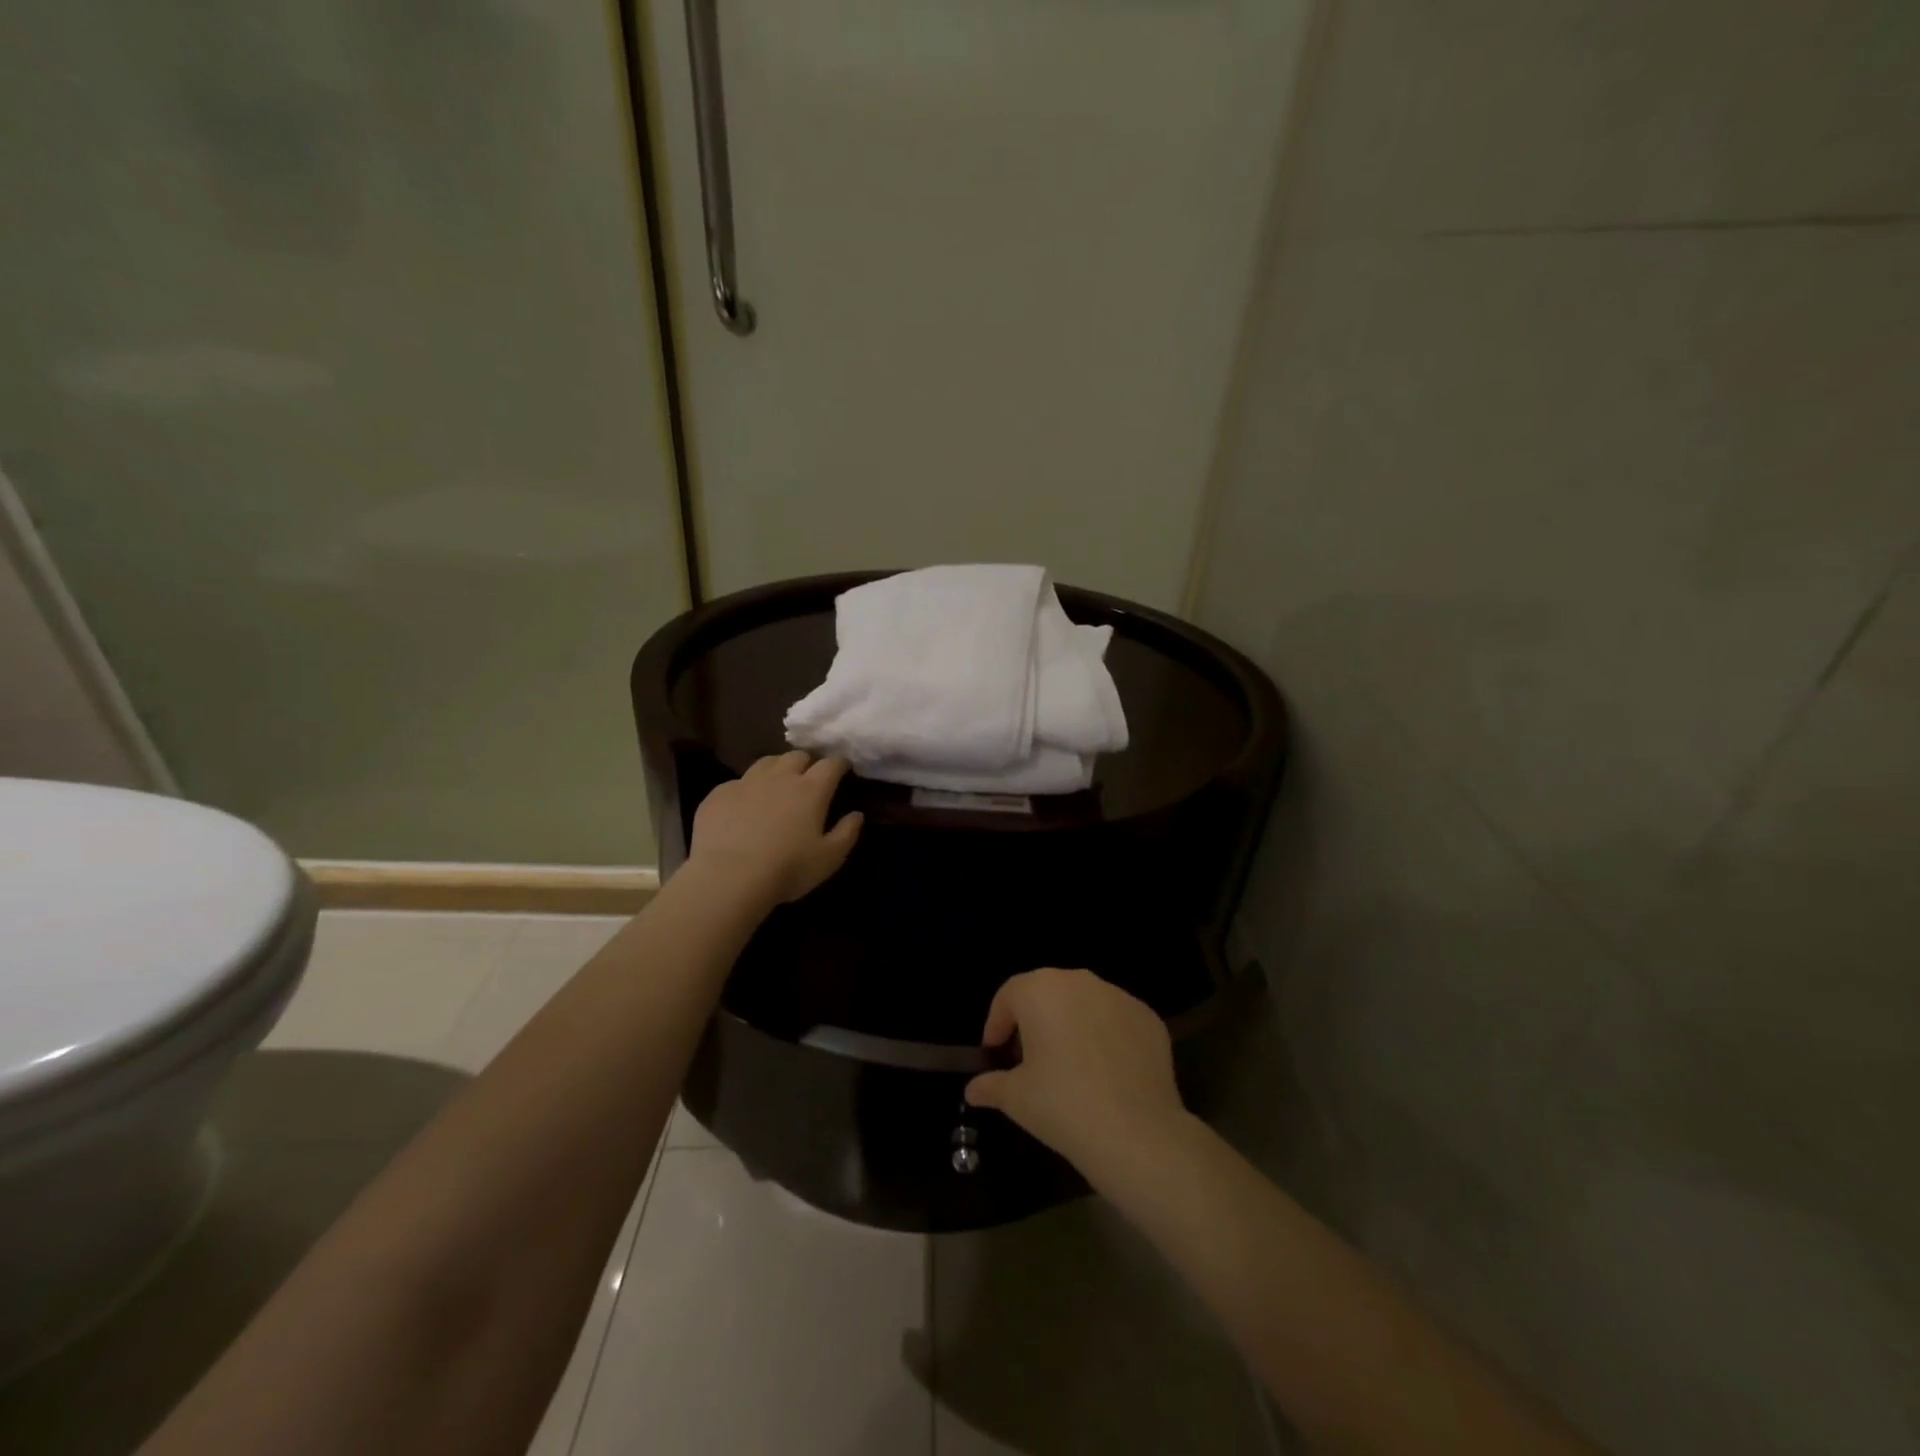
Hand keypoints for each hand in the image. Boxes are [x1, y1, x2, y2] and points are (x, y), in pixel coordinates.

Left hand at [689, 752, 863, 903]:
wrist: (728, 877)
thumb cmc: (787, 868)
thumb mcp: (829, 858)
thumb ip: (847, 833)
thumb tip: (856, 815)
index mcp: (811, 789)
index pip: (831, 764)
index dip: (839, 764)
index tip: (843, 769)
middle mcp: (780, 777)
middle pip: (797, 756)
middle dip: (807, 763)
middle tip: (808, 779)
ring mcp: (746, 782)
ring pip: (767, 762)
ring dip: (777, 768)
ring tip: (777, 784)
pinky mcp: (719, 794)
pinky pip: (737, 782)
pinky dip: (747, 789)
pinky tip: (744, 806)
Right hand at [963, 967, 1186, 1180]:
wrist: (1136, 1133)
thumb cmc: (1062, 1105)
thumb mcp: (1016, 1098)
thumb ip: (991, 1085)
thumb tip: (973, 1089)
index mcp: (1041, 991)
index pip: (1009, 995)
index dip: (997, 1023)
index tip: (995, 1052)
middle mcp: (1080, 982)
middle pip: (1047, 992)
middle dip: (1034, 1019)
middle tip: (1029, 1057)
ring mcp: (1119, 996)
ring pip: (1084, 1002)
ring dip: (1071, 1024)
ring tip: (1069, 1064)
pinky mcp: (1148, 1017)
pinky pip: (1116, 1020)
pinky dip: (1106, 1036)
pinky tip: (1106, 1072)